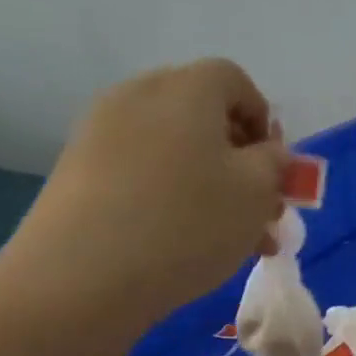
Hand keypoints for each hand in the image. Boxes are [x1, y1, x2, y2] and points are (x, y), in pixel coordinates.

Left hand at [0, 59, 289, 336]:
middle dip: (241, 161)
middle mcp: (139, 96)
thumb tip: (268, 151)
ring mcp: (102, 132)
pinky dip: (173, 197)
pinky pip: (144, 172)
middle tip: (260, 210)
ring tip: (234, 240)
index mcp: (186, 89)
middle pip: (203, 116)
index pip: (234, 80)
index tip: (274, 169)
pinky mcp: (80, 171)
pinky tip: (187, 243)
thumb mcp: (256, 192)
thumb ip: (275, 163)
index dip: (263, 120)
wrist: (83, 274)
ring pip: (177, 151)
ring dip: (213, 186)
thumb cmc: (188, 223)